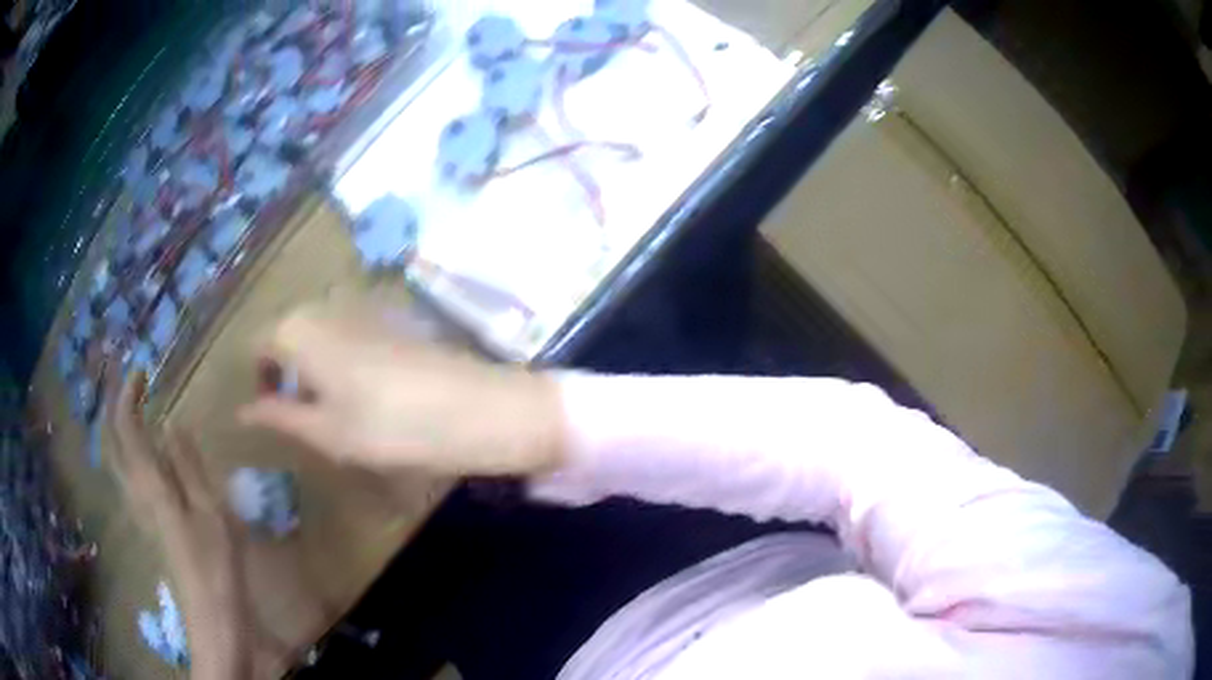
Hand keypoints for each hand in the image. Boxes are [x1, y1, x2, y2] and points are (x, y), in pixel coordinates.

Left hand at [109, 372, 251, 679]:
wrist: (211, 614)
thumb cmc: (216, 562)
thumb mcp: (211, 510)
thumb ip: (188, 465)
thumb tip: (170, 423)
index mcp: (150, 484)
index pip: (126, 427)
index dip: (128, 393)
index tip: (141, 369)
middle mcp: (135, 491)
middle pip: (110, 441)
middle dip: (113, 405)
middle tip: (129, 381)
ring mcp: (138, 508)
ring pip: (114, 457)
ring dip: (116, 425)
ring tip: (130, 405)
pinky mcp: (146, 521)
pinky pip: (125, 473)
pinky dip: (124, 448)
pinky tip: (138, 449)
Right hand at [238, 302, 565, 476]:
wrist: (473, 407)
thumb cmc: (388, 425)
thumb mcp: (325, 430)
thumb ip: (279, 415)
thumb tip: (242, 411)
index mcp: (297, 328)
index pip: (258, 345)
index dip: (260, 379)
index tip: (273, 412)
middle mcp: (325, 305)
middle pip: (288, 333)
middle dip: (286, 371)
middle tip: (305, 415)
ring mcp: (362, 306)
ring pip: (319, 332)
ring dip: (315, 365)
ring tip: (336, 408)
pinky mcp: (392, 316)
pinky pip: (349, 332)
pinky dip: (342, 358)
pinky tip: (367, 390)